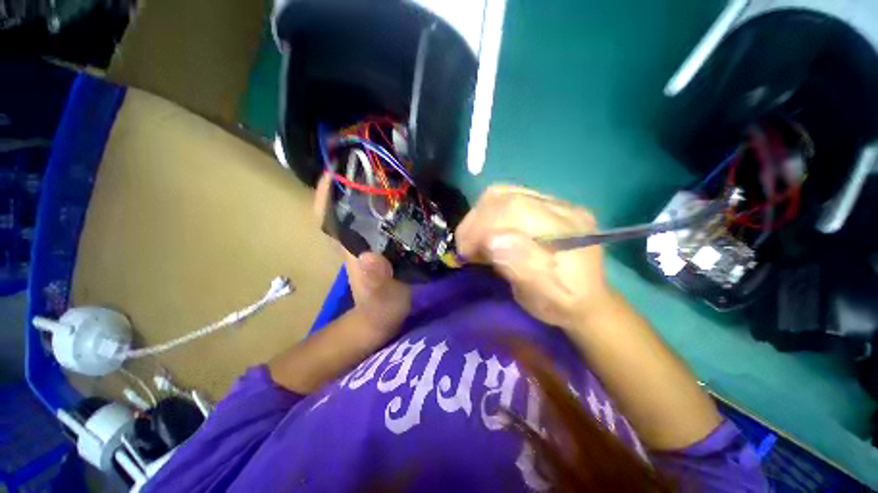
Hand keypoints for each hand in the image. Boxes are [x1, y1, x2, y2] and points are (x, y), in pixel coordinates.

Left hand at [314, 172, 411, 335]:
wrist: (385, 318)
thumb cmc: (381, 309)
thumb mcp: (381, 300)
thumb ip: (376, 284)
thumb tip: (370, 258)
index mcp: (349, 243)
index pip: (327, 209)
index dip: (329, 185)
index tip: (343, 161)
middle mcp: (355, 235)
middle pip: (347, 199)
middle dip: (357, 176)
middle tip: (381, 155)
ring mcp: (369, 237)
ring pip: (365, 205)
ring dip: (376, 186)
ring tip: (398, 167)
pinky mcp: (384, 241)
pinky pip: (383, 215)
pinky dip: (391, 201)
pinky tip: (409, 193)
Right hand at [455, 185, 612, 329]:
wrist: (587, 300)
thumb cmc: (565, 304)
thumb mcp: (546, 297)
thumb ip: (523, 268)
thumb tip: (492, 240)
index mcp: (569, 229)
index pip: (515, 209)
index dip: (482, 226)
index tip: (465, 252)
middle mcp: (562, 208)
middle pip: (505, 196)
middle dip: (476, 221)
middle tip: (465, 248)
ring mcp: (552, 203)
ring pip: (502, 194)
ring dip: (479, 217)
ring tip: (472, 241)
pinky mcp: (542, 206)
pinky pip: (506, 199)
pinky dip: (486, 215)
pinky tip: (484, 234)